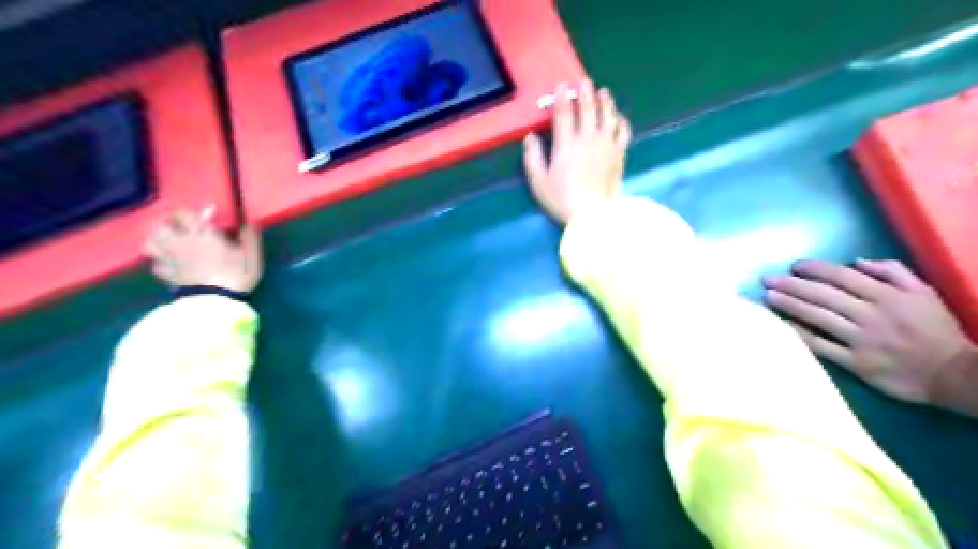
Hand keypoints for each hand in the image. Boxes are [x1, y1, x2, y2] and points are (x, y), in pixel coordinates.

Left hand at [141, 210, 260, 295]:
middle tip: (178, 229)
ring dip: (157, 241)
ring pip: (150, 243)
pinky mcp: (167, 276)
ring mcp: (170, 259)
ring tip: (168, 244)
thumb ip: (249, 236)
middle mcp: (180, 241)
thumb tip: (248, 223)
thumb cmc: (236, 272)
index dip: (189, 214)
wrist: (217, 301)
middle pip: (160, 226)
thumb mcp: (251, 254)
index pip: (184, 214)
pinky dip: (160, 262)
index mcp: (200, 233)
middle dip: (167, 225)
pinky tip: (170, 265)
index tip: (199, 218)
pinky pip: (156, 265)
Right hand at [524, 78, 630, 222]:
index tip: (561, 87)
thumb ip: (533, 157)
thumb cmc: (562, 199)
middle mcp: (588, 138)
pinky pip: (623, 130)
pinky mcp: (620, 154)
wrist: (593, 215)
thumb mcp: (539, 182)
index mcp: (566, 144)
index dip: (562, 97)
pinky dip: (621, 120)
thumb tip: (530, 137)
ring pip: (608, 114)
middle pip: (588, 107)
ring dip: (605, 100)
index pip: (564, 113)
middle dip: (585, 92)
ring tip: (602, 92)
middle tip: (583, 81)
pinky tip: (618, 117)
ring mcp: (607, 145)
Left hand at [767, 258, 973, 402]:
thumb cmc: (936, 330)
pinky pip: (822, 346)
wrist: (956, 375)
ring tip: (767, 297)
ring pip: (819, 318)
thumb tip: (855, 261)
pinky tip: (781, 325)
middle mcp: (872, 315)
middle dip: (791, 285)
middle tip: (766, 279)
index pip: (843, 277)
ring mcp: (863, 340)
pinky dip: (800, 334)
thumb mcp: (924, 292)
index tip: (793, 265)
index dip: (815, 269)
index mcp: (888, 296)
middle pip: (824, 295)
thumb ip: (892, 272)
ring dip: (790, 305)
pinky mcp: (857, 363)